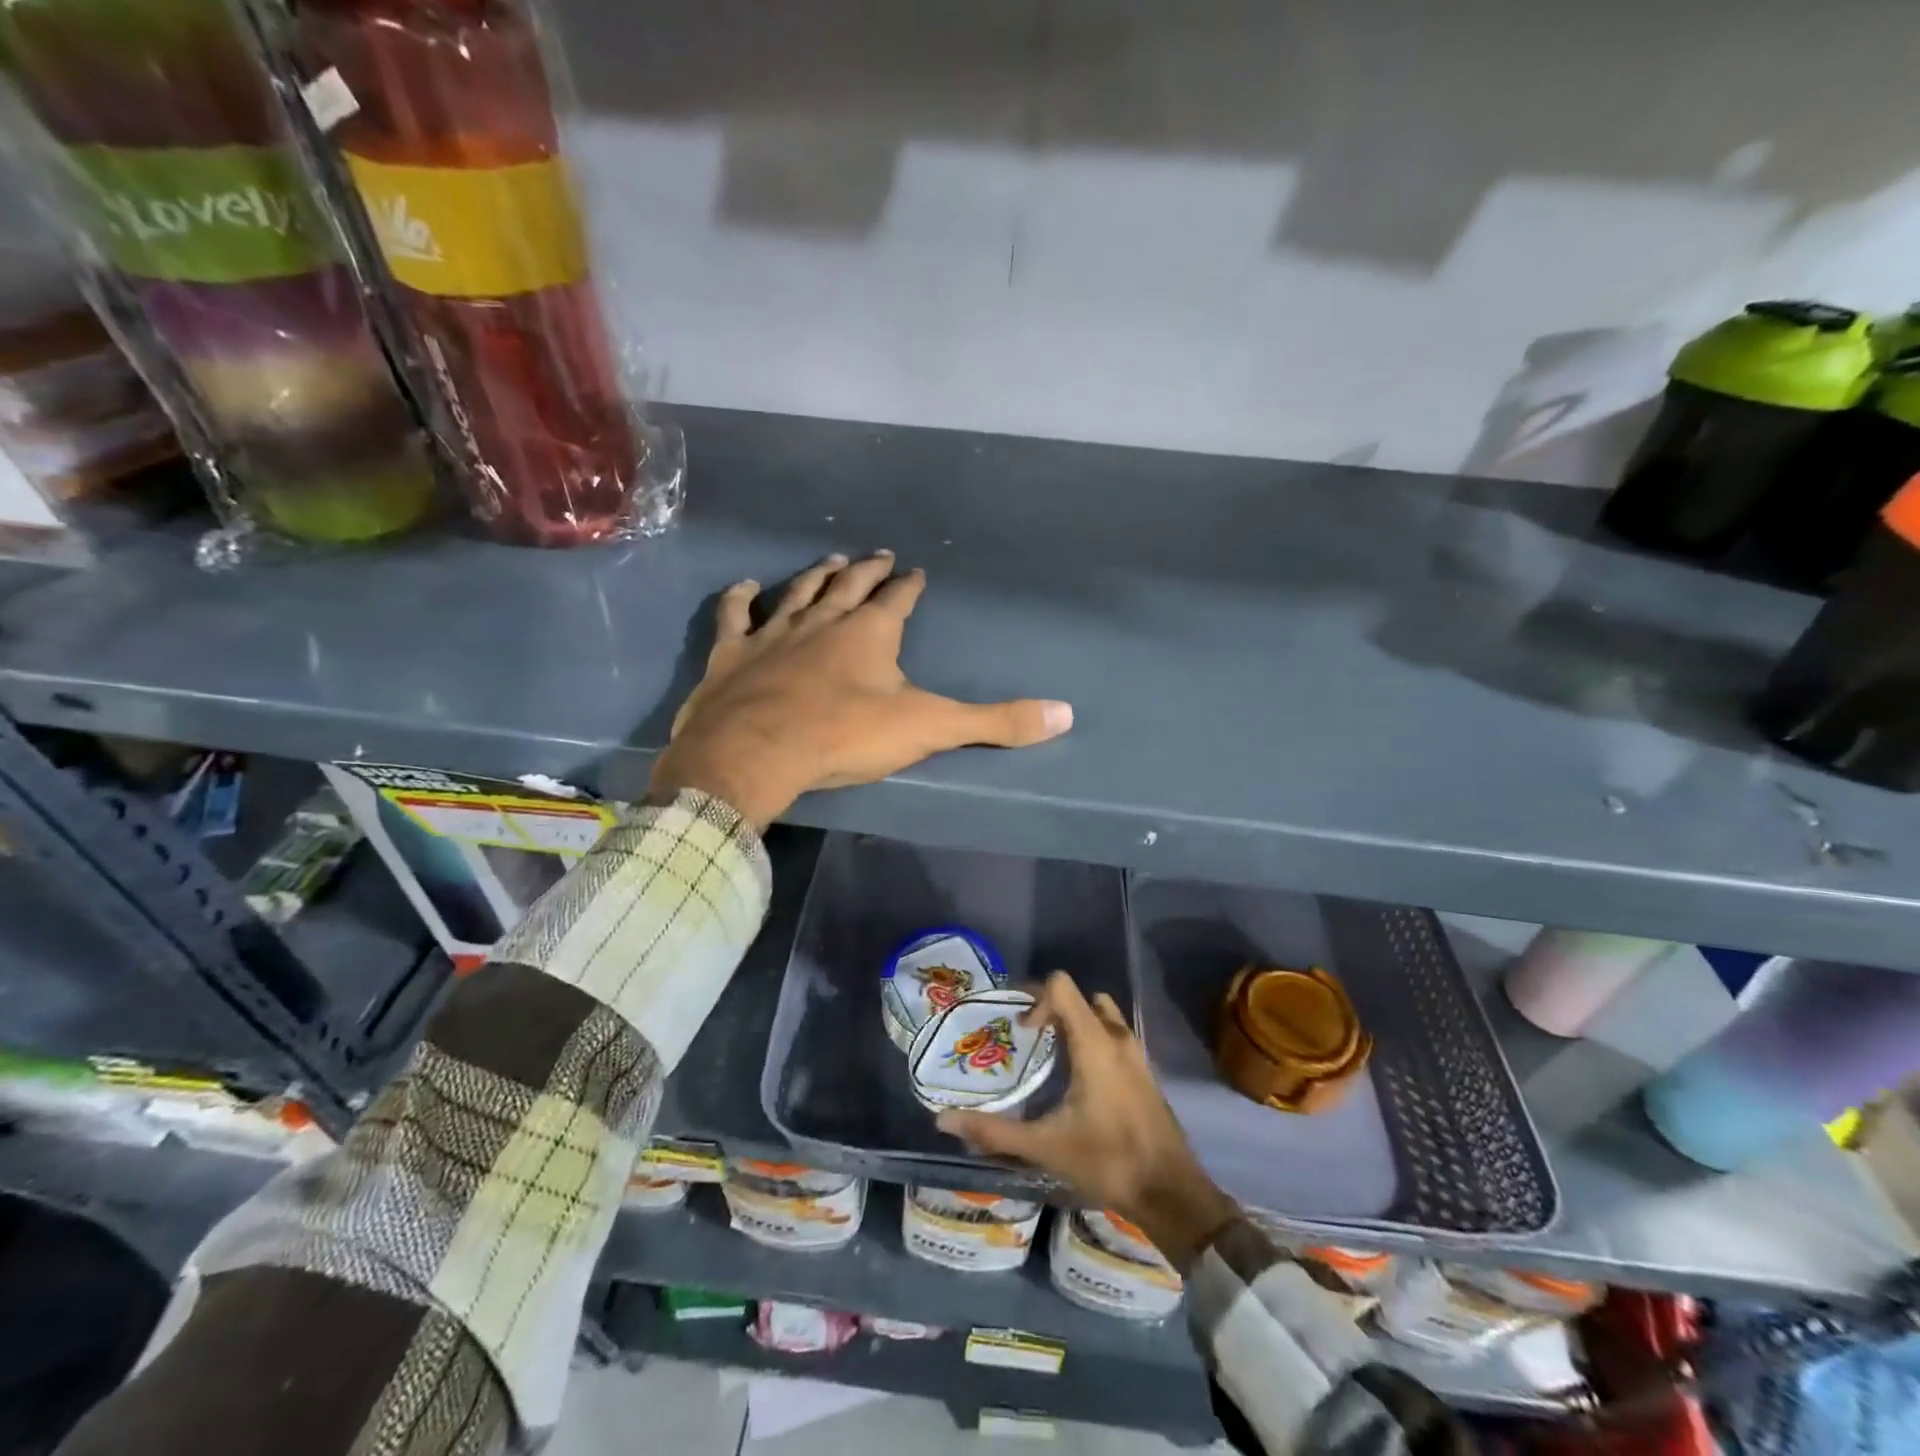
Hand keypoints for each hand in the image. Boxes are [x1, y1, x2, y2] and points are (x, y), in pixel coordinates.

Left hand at [649, 551, 1073, 828]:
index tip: (916, 572)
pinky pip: (736, 616)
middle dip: (867, 569)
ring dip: (815, 575)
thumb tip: (1065, 714)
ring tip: (828, 560)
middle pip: (849, 585)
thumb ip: (995, 722)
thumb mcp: (928, 729)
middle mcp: (822, 621)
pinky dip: (740, 599)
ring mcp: (773, 633)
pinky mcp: (732, 654)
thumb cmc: (844, 737)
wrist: (755, 752)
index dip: (909, 586)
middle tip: (878, 554)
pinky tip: (745, 586)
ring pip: (798, 592)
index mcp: (870, 633)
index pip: (898, 600)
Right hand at [938, 971, 1239, 1271]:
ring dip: (1078, 1023)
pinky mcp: (1146, 1073)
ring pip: (1104, 1015)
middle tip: (1032, 1038)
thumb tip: (943, 1120)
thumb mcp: (1045, 1147)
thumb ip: (993, 1131)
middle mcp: (1118, 1038)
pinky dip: (1095, 1040)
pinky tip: (1080, 1081)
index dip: (1036, 998)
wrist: (1172, 1194)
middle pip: (1083, 997)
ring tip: (1053, 1056)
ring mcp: (1137, 1055)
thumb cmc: (1108, 1161)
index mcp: (1094, 1044)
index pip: (1063, 986)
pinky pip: (1116, 1037)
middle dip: (1054, 1008)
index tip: (1023, 1032)